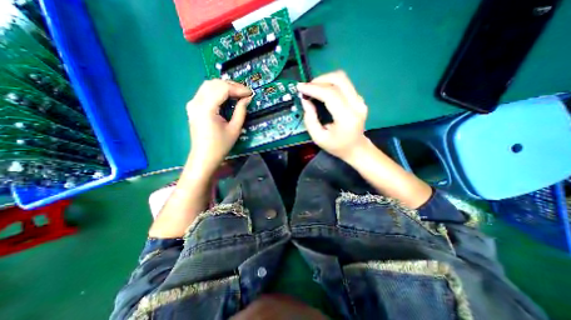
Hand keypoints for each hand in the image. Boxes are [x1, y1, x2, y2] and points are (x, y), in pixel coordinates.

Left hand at [185, 78, 251, 172]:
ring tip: (238, 93)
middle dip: (232, 85)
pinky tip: (226, 96)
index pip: (222, 89)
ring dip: (224, 86)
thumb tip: (247, 98)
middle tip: (245, 93)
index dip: (238, 89)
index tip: (250, 93)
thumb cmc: (220, 146)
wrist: (204, 157)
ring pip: (209, 85)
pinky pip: (205, 91)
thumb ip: (241, 111)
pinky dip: (217, 91)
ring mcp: (193, 103)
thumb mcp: (235, 129)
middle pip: (214, 83)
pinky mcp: (193, 107)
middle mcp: (196, 102)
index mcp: (206, 108)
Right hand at [297, 71, 372, 162]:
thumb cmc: (337, 146)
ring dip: (325, 79)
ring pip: (342, 78)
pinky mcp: (359, 98)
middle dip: (319, 80)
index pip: (331, 94)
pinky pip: (344, 84)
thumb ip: (310, 119)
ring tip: (313, 88)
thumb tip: (305, 100)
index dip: (314, 88)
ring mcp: (360, 100)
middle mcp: (356, 105)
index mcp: (347, 117)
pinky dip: (330, 84)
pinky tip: (322, 91)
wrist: (356, 148)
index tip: (300, 87)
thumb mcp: (318, 138)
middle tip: (307, 88)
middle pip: (339, 80)